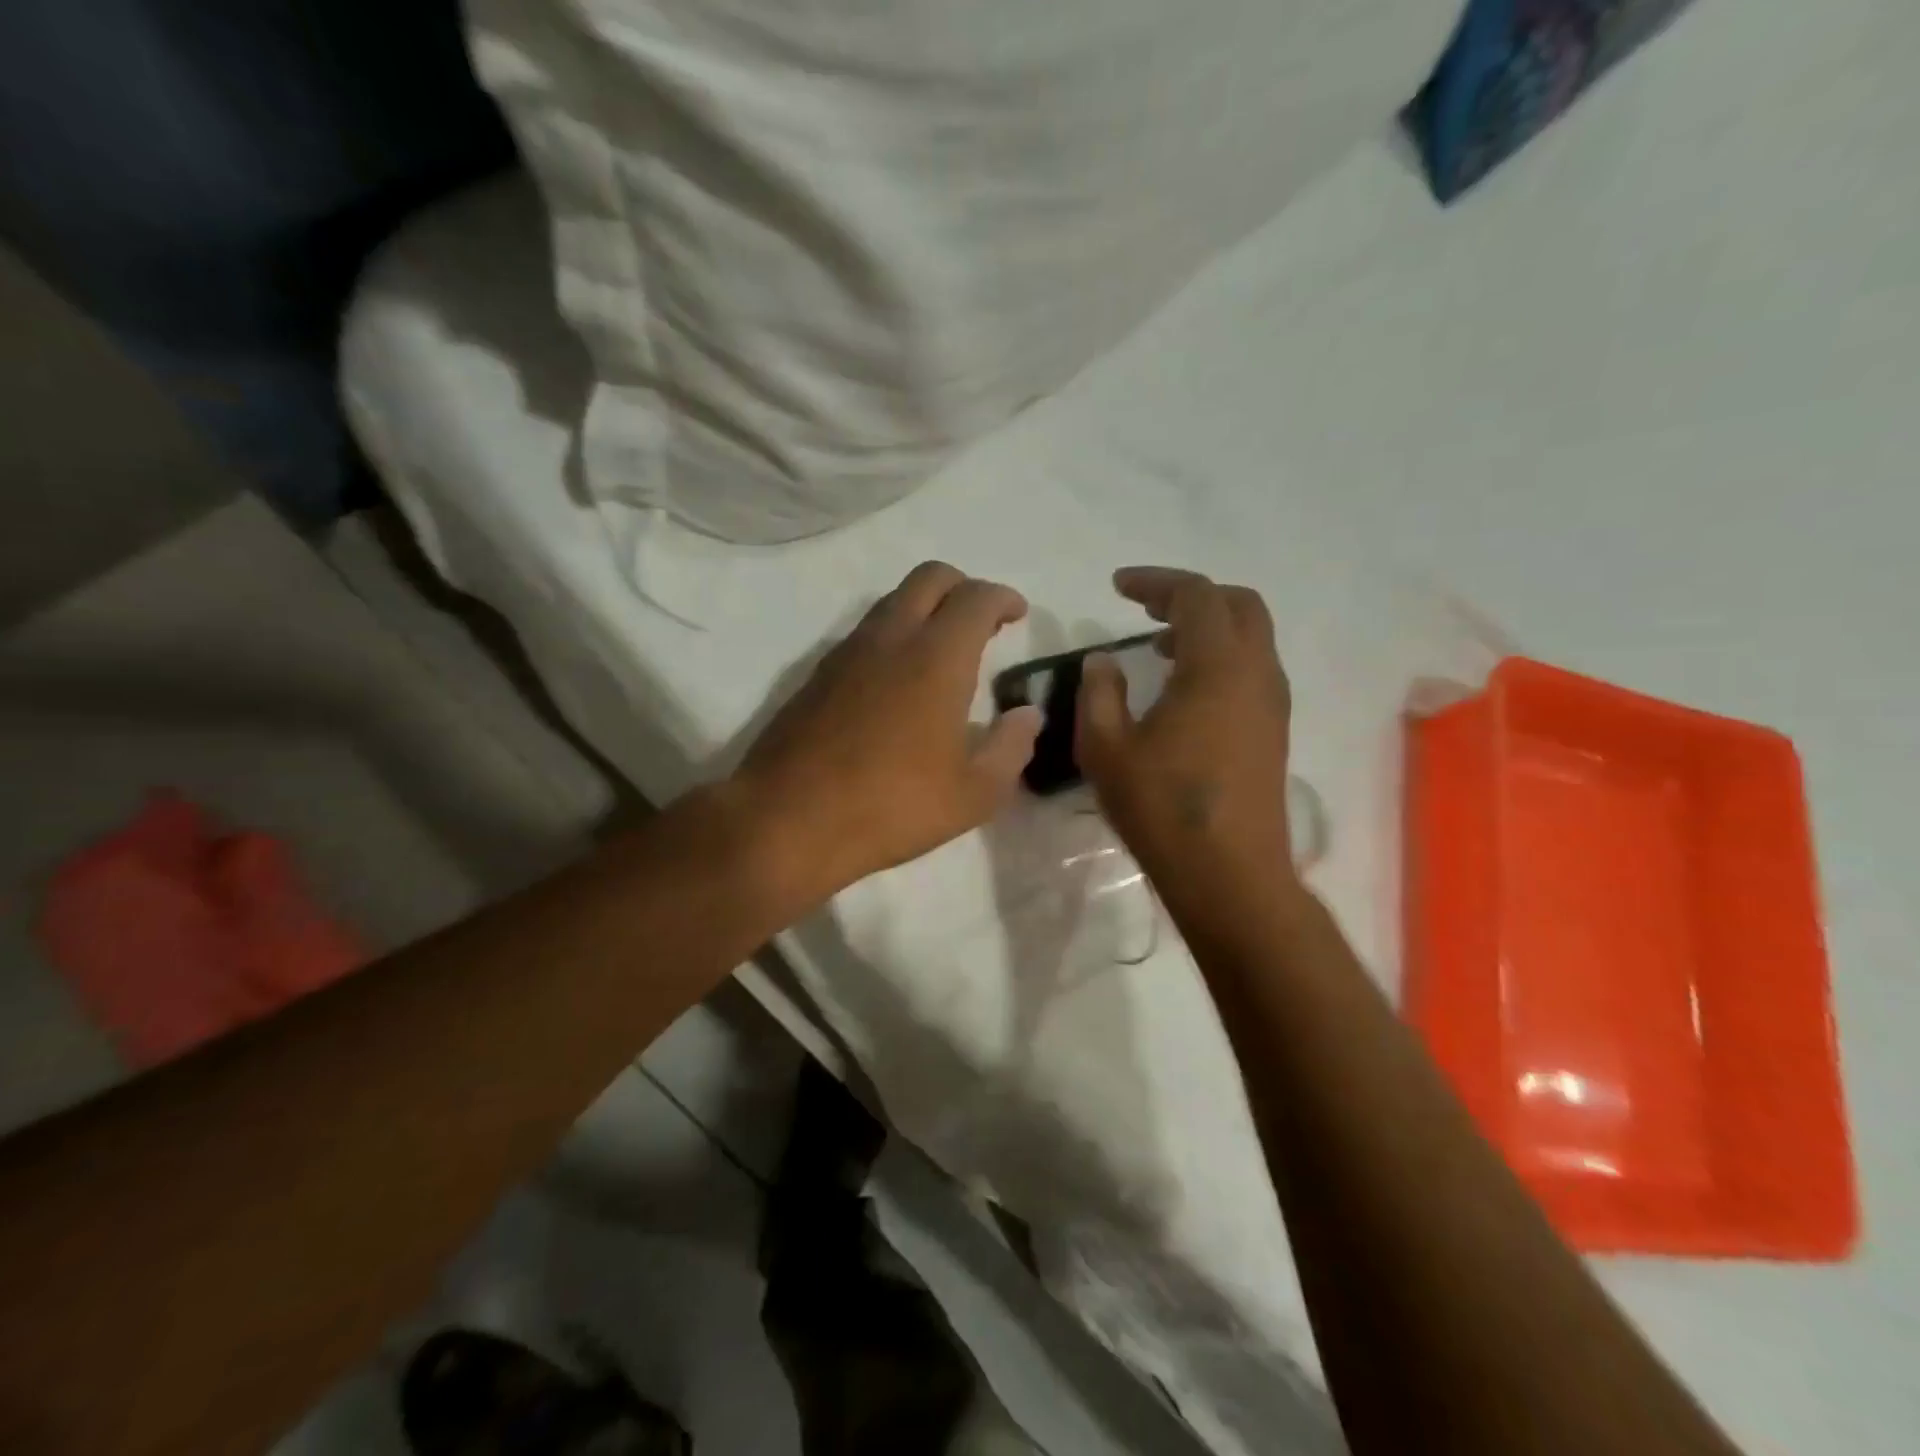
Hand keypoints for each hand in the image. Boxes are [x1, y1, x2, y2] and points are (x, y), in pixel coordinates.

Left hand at [734, 562, 1042, 900]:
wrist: (786, 821)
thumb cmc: (891, 807)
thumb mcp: (973, 794)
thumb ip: (1011, 748)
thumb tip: (1026, 716)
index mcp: (937, 658)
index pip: (976, 597)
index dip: (1003, 598)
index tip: (1017, 613)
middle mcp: (890, 638)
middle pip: (930, 578)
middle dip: (964, 587)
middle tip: (983, 622)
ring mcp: (846, 653)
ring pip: (893, 602)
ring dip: (925, 609)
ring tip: (943, 652)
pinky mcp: (817, 675)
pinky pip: (864, 633)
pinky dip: (893, 636)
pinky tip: (898, 682)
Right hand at [1076, 567, 1301, 918]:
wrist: (1230, 875)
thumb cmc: (1162, 808)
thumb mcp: (1106, 748)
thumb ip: (1099, 693)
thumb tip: (1104, 661)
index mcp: (1218, 667)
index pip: (1196, 595)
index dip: (1155, 581)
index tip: (1117, 586)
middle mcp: (1257, 674)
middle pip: (1238, 604)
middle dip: (1190, 595)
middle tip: (1145, 607)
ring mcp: (1272, 704)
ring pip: (1251, 637)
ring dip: (1207, 628)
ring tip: (1158, 648)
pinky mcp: (1274, 732)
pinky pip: (1252, 669)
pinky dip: (1219, 658)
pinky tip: (1182, 690)